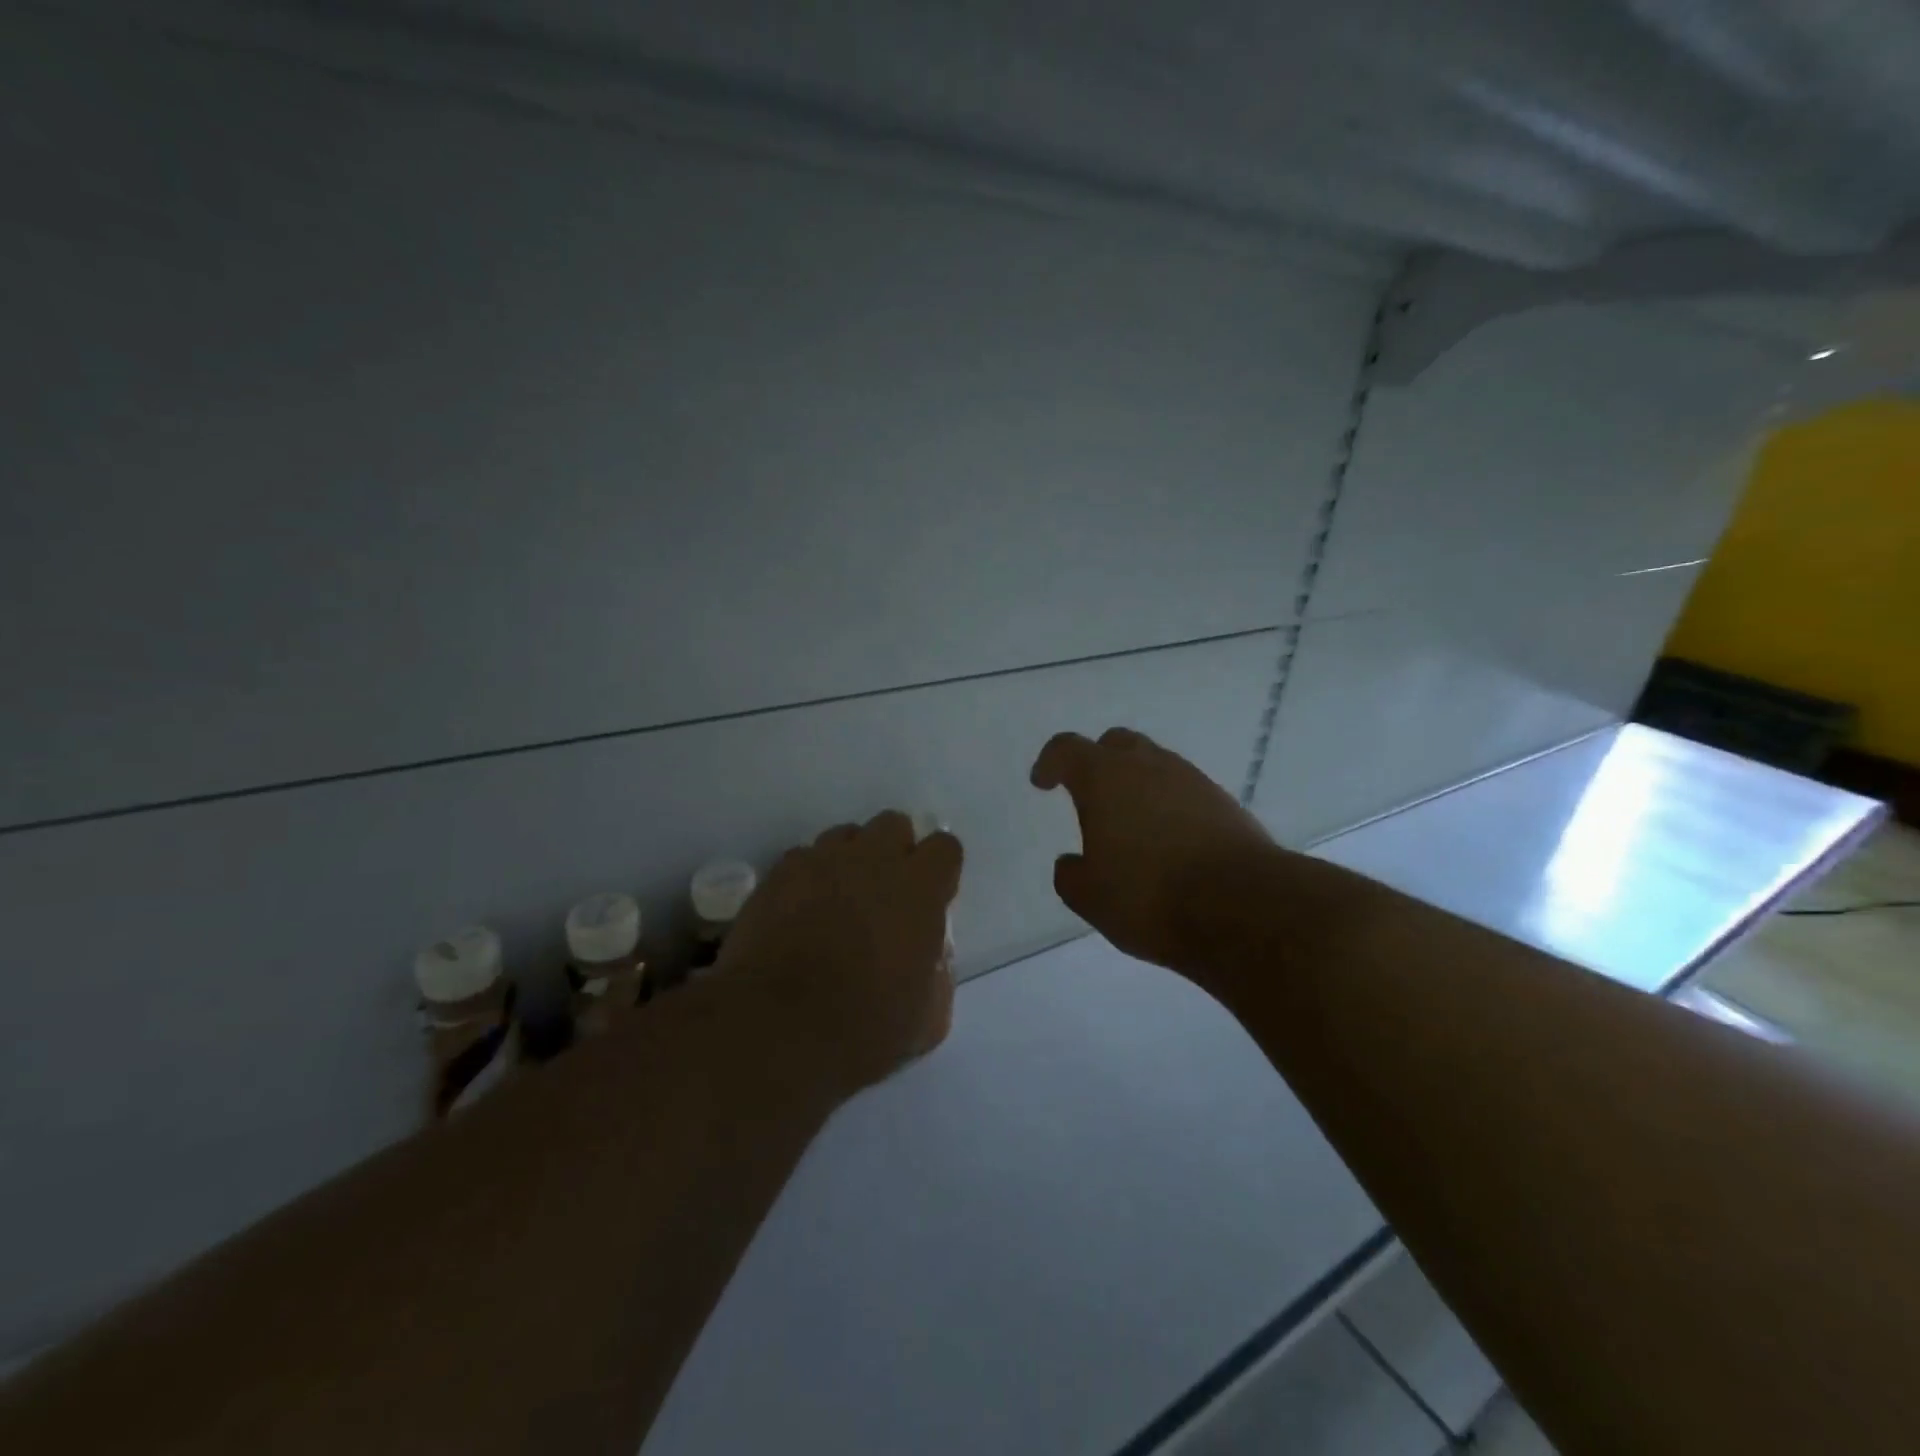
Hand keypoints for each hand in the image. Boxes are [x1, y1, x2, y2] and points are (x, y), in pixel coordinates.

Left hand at [720, 811, 962, 1096]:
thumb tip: (928, 957)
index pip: (944, 846)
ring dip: (850, 859)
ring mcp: (821, 860)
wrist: (777, 1027)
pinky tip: (800, 910)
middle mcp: (873, 860)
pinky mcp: (779, 873)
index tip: (931, 896)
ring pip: (845, 835)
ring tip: (839, 898)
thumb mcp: (927, 1017)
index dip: (940, 869)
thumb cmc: (864, 1026)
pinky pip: (803, 858)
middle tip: (885, 892)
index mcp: (919, 889)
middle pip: (893, 824)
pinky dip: (808, 877)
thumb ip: (937, 973)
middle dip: (894, 850)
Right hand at [1031, 727, 1276, 977]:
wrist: (1242, 906)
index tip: (1043, 782)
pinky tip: (1168, 839)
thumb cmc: (1149, 895)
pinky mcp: (1224, 802)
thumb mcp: (1090, 897)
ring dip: (1137, 783)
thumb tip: (1071, 863)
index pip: (1067, 749)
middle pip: (1116, 743)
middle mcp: (1148, 766)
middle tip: (1088, 794)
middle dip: (1096, 761)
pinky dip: (1168, 804)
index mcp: (1104, 777)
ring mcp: (1191, 780)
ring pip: (1155, 764)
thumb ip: (1070, 875)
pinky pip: (1184, 790)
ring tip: (1130, 822)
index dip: (1050, 762)